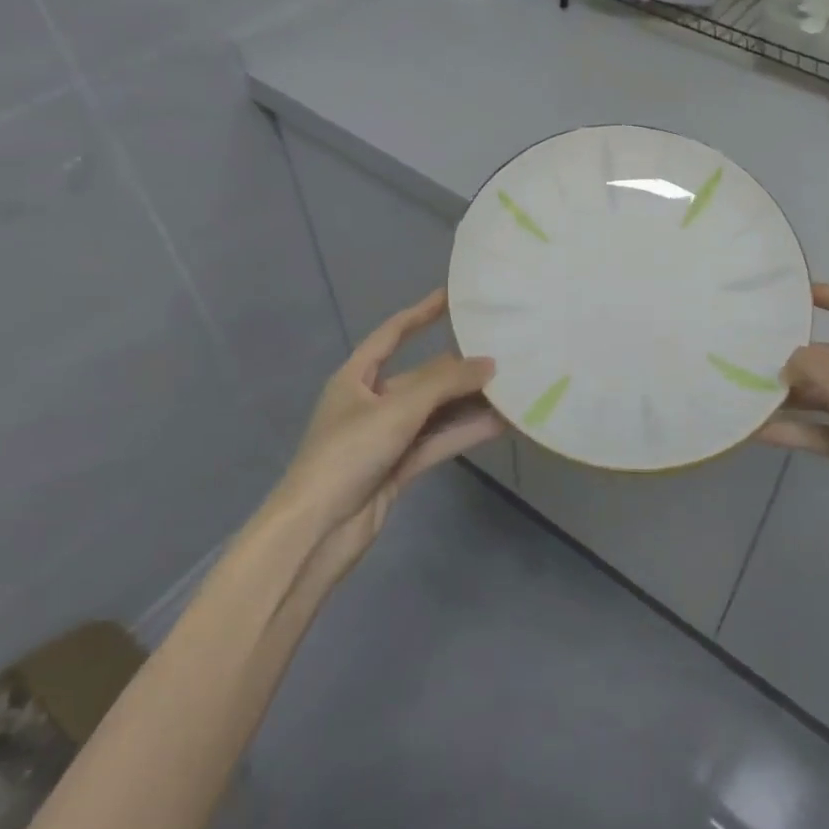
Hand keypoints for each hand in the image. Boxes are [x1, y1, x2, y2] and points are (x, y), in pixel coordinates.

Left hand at [270, 290, 500, 584]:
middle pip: (422, 377)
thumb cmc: (347, 454)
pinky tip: (499, 424)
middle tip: (503, 352)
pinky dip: (464, 432)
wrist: (317, 531)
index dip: (421, 313)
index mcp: (356, 378)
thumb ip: (446, 383)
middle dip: (459, 368)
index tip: (453, 296)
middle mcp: (371, 402)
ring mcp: (386, 437)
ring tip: (511, 388)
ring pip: (435, 411)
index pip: (392, 334)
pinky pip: (438, 440)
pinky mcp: (399, 467)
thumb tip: (490, 363)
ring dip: (468, 402)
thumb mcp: (397, 409)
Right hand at [757, 285, 828, 552]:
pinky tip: (760, 432)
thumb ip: (814, 369)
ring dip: (791, 398)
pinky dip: (795, 430)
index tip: (800, 298)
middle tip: (757, 363)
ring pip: (824, 397)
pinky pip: (821, 431)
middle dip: (799, 361)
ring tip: (750, 397)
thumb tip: (784, 363)